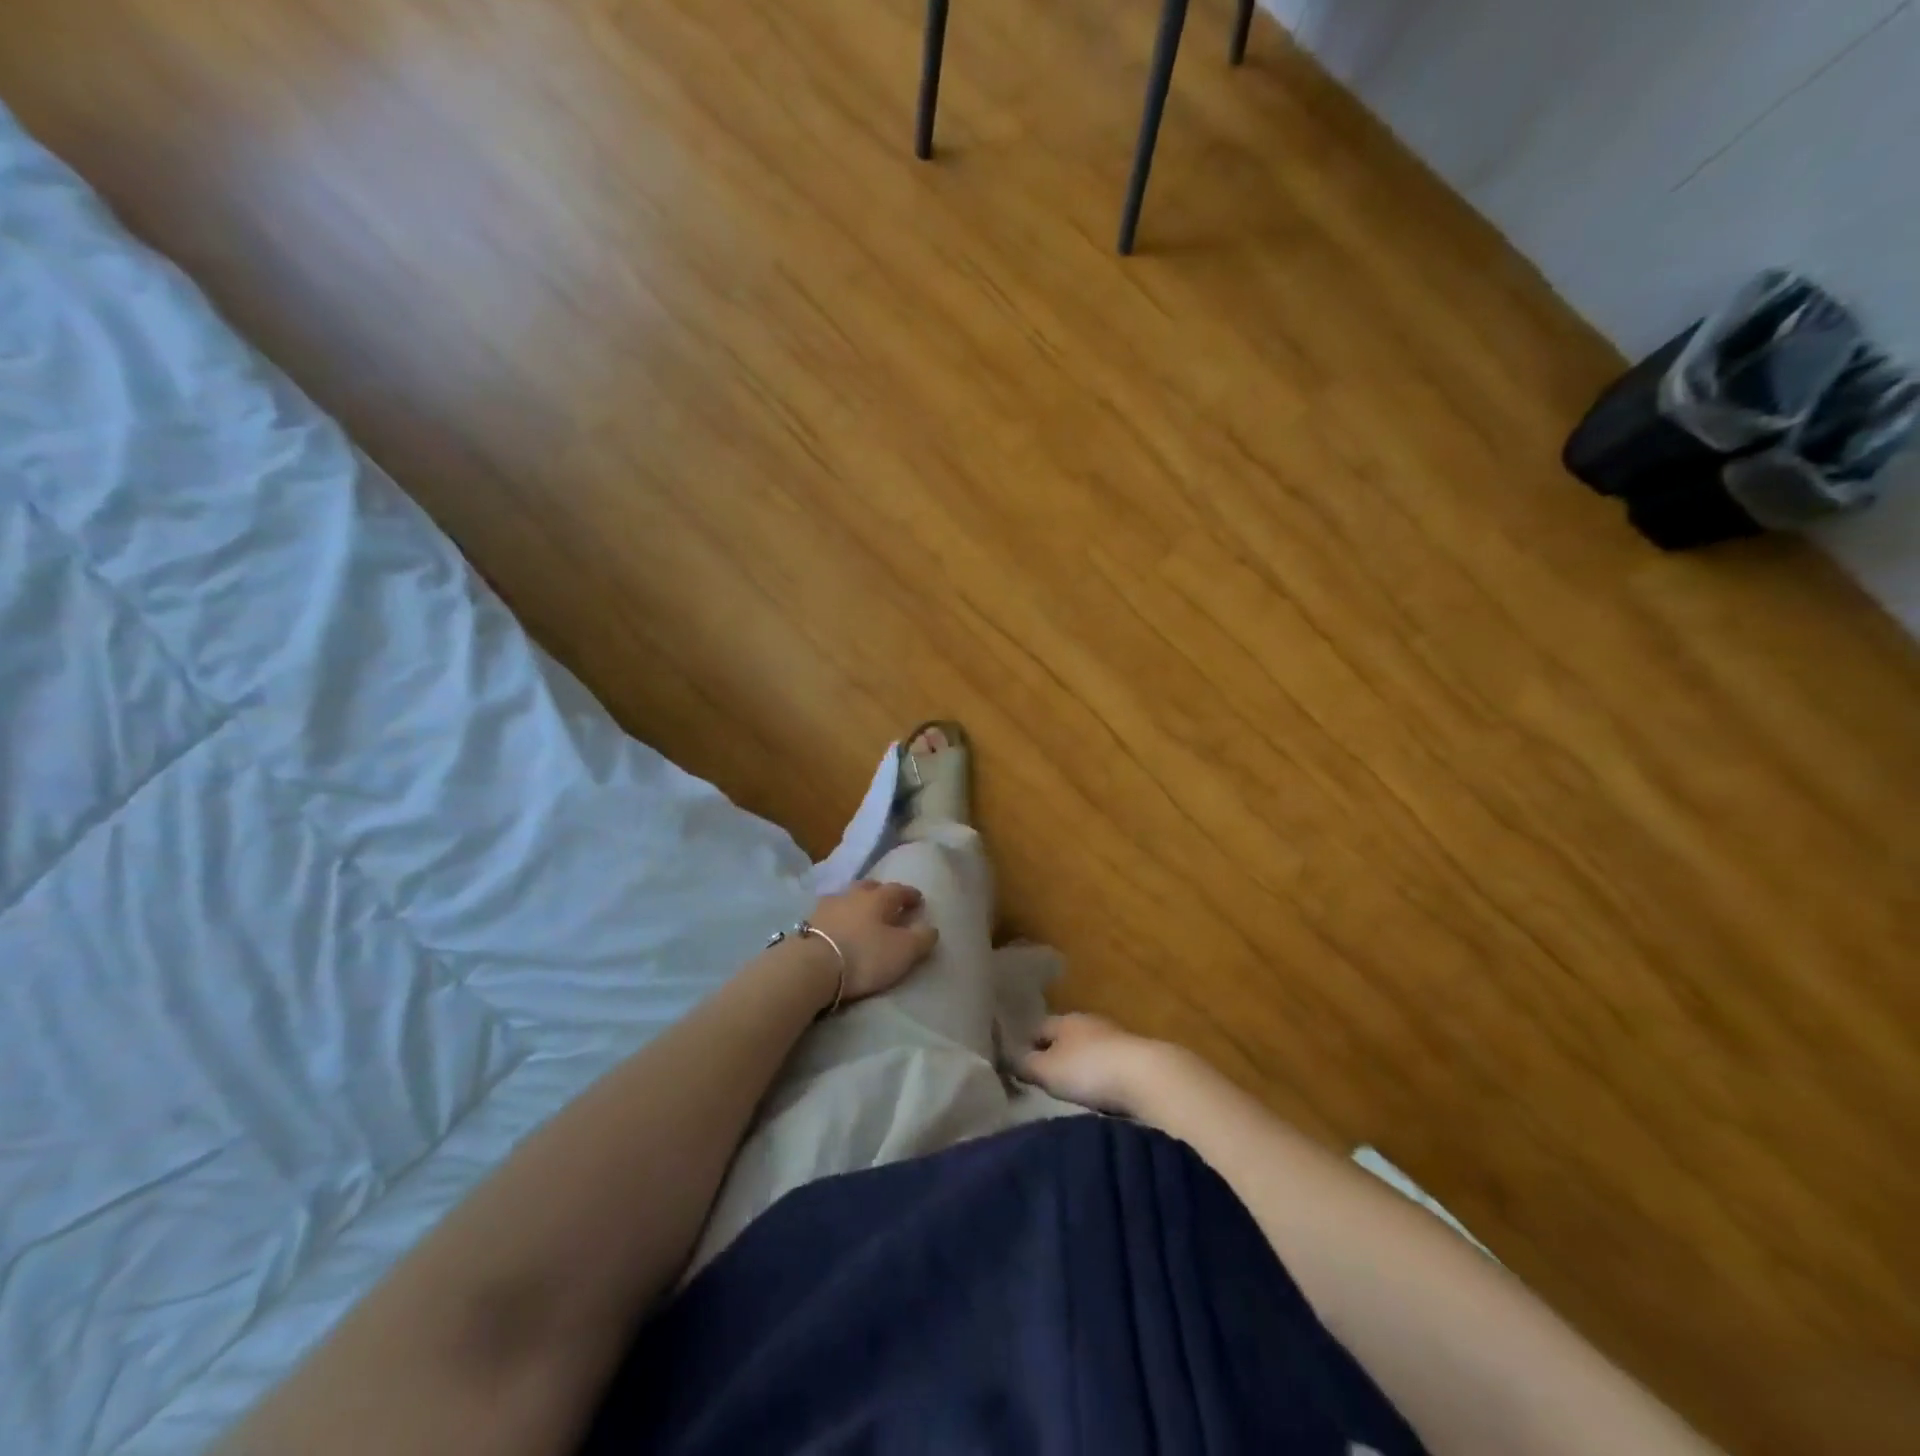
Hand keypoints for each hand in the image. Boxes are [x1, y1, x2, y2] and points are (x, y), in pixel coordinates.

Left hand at [807, 879, 938, 1002]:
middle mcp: (853, 894)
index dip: (910, 895)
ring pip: (847, 899)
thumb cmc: (864, 955)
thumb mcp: (903, 951)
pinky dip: (838, 918)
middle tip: (888, 904)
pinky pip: (829, 914)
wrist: (811, 966)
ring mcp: (827, 906)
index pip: (899, 890)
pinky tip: (838, 928)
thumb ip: (922, 938)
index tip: (918, 901)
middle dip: (881, 894)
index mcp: (879, 898)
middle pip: (870, 888)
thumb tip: (931, 927)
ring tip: (861, 917)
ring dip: (856, 904)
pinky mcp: (808, 923)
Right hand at [1017, 1013, 1175, 1114]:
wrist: (1149, 1078)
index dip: (1025, 1044)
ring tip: (1070, 1092)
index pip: (1037, 1027)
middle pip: (1064, 1038)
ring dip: (1080, 1067)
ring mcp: (1116, 1039)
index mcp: (1065, 1019)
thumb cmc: (1089, 1070)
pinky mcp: (1136, 1060)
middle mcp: (1090, 1023)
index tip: (1016, 1065)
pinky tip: (1099, 1096)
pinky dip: (1101, 1079)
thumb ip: (1024, 1064)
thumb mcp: (1047, 1070)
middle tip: (1042, 1080)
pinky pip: (1108, 1067)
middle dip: (1054, 1055)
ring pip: (1088, 1051)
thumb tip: (1007, 1059)